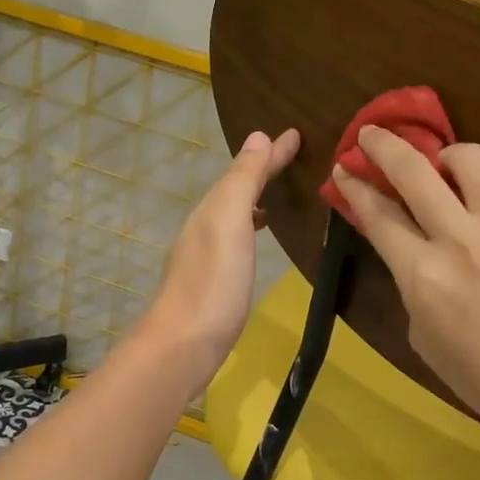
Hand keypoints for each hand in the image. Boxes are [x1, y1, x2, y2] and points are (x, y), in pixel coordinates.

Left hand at [143, 128, 301, 381]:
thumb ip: (243, 180)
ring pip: (233, 213)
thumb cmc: (213, 282)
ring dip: (255, 199)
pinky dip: (250, 227)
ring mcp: (205, 256)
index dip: (271, 153)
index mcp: (211, 209)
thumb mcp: (229, 221)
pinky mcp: (212, 282)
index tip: (297, 134)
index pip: (245, 170)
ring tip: (277, 196)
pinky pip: (235, 238)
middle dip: (261, 171)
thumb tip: (258, 136)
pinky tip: (258, 240)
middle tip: (291, 157)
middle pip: (236, 188)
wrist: (182, 346)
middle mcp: (204, 227)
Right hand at [334, 126, 479, 454]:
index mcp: (422, 274)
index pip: (377, 214)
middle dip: (383, 145)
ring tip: (447, 169)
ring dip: (448, 158)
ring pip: (470, 158)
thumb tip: (412, 248)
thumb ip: (412, 283)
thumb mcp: (423, 336)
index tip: (344, 169)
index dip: (355, 187)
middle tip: (371, 134)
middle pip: (412, 170)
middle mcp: (460, 238)